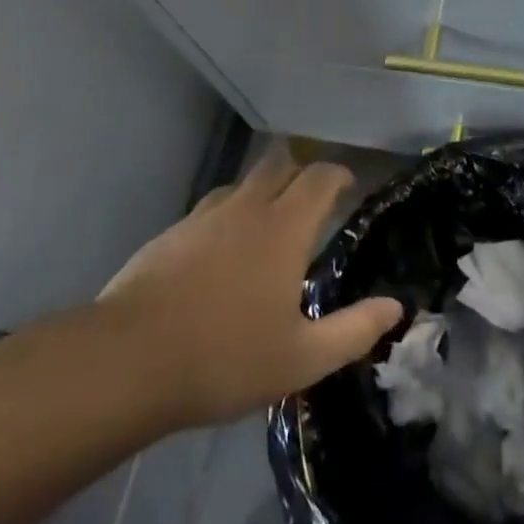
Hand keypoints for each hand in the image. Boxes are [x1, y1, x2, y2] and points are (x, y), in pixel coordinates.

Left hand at [94, 146, 403, 429]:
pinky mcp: (171, 233)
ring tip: (268, 226)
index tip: (348, 187)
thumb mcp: (302, 358)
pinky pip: (212, 208)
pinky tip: (222, 253)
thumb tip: (395, 306)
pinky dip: (229, 216)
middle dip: (300, 171)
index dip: (338, 175)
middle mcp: (247, 208)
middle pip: (279, 163)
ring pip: (242, 183)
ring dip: (262, 191)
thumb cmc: (225, 358)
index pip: (320, 177)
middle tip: (312, 201)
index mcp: (284, 228)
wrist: (128, 360)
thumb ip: (353, 330)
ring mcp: (204, 216)